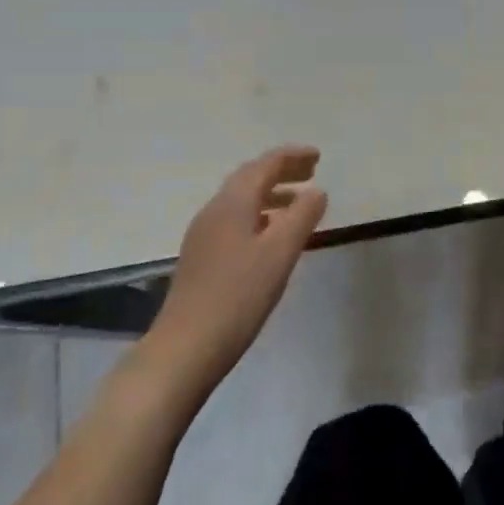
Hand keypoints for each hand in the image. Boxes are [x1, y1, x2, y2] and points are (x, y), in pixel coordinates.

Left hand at [143, 146, 327, 396]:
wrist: (185, 347)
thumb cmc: (238, 296)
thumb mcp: (280, 253)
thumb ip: (302, 217)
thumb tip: (316, 191)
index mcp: (233, 202)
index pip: (265, 165)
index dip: (292, 157)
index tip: (318, 157)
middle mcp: (215, 210)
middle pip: (251, 178)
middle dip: (281, 171)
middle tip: (311, 172)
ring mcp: (204, 234)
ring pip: (242, 200)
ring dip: (271, 194)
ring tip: (298, 203)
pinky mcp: (201, 257)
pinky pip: (235, 220)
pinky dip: (260, 215)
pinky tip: (271, 236)